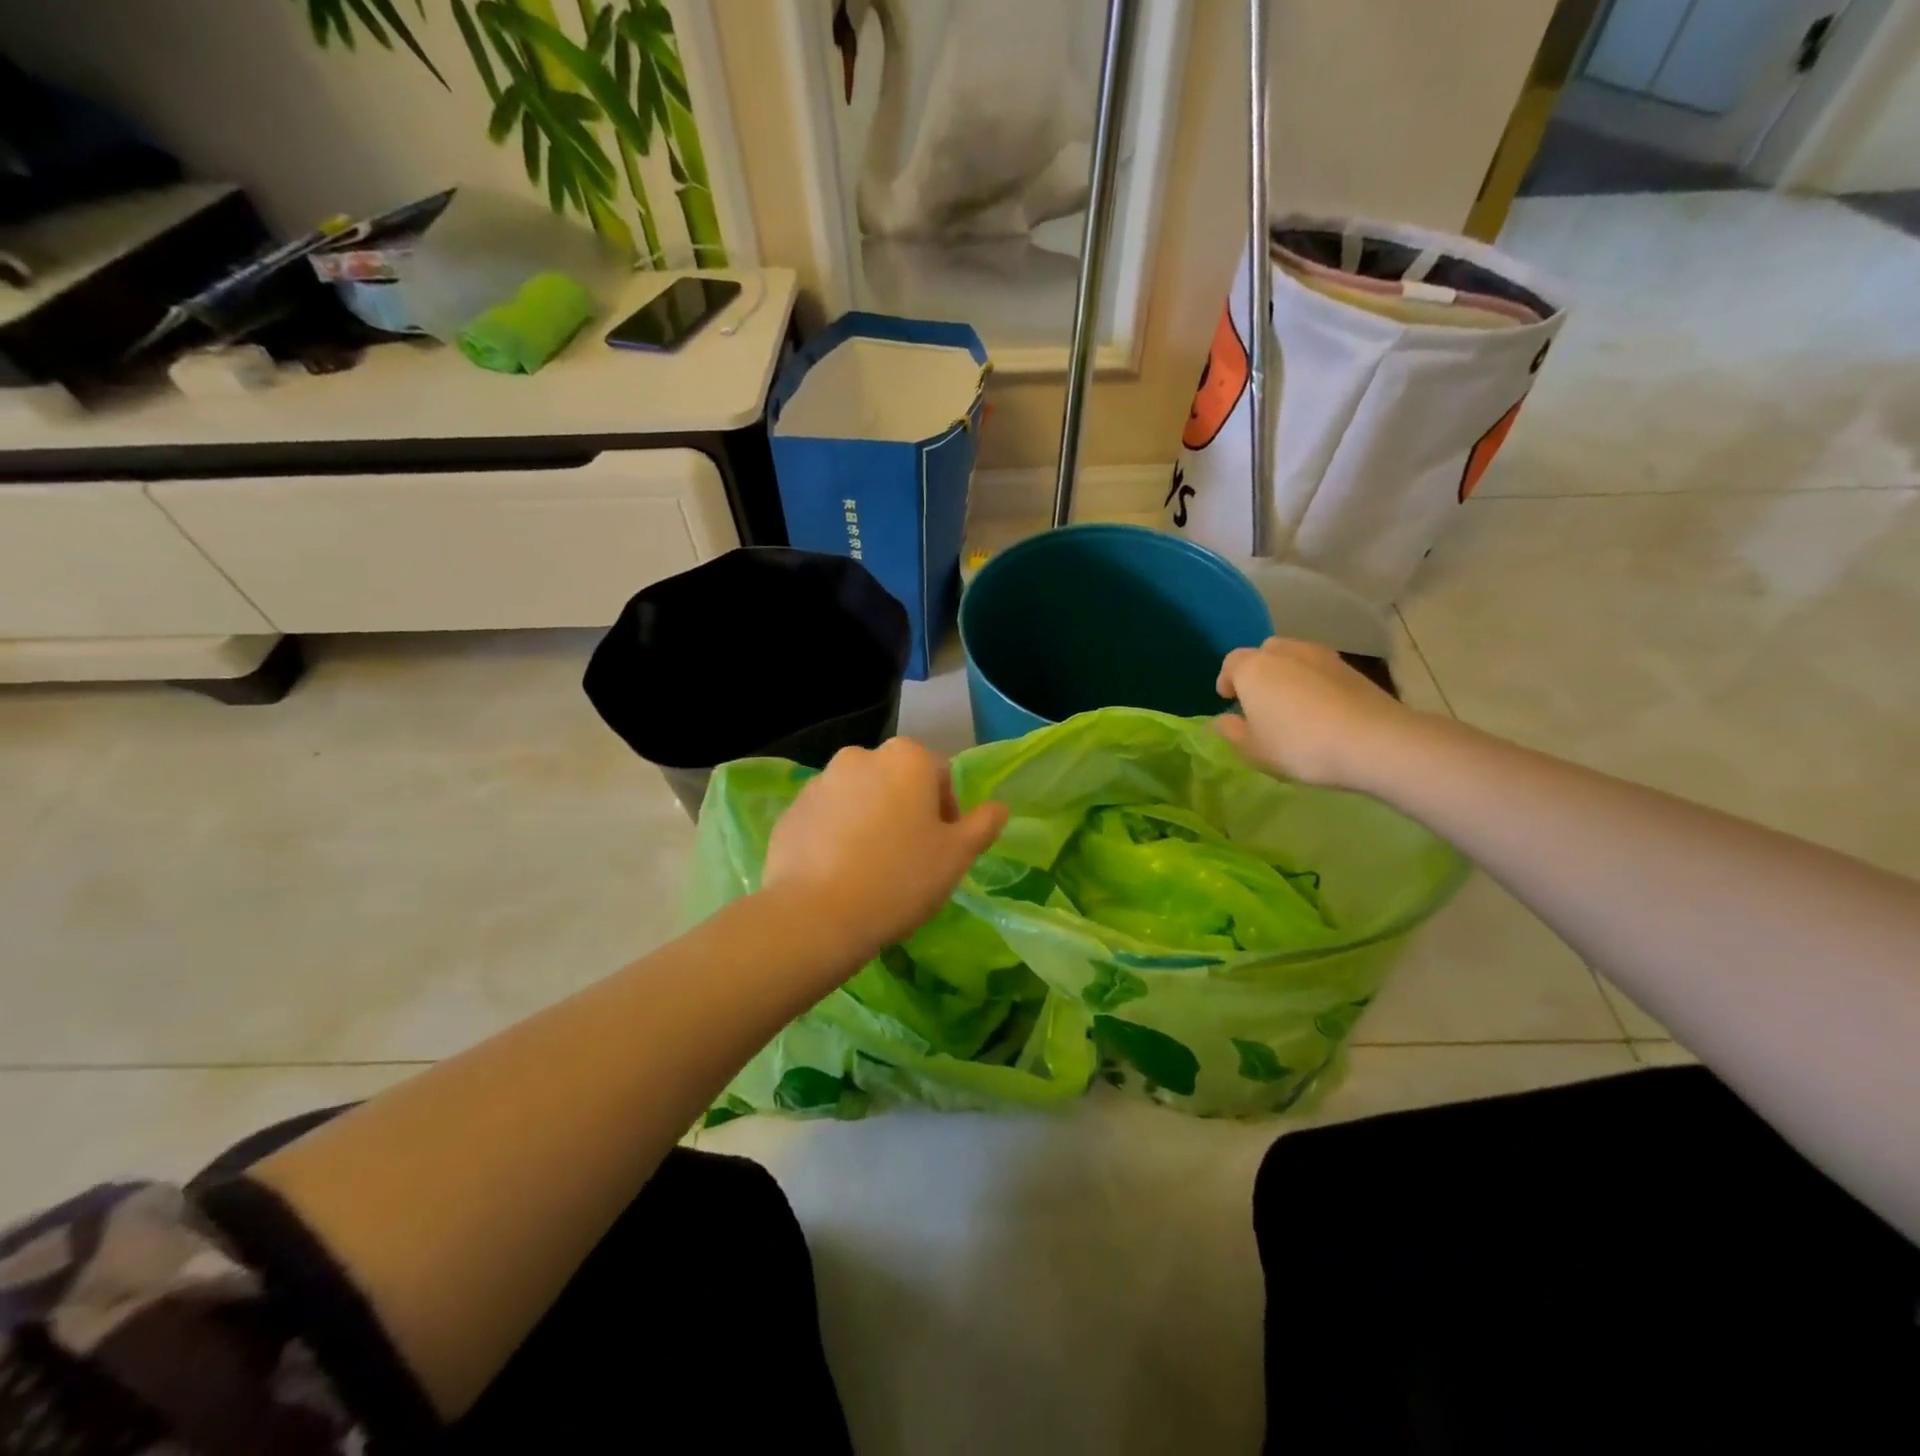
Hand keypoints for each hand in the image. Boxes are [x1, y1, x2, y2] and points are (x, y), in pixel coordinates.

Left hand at [762, 737, 1009, 957]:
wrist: (816, 915)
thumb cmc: (900, 879)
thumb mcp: (957, 856)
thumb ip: (982, 825)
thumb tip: (998, 807)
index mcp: (906, 758)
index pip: (940, 776)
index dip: (947, 814)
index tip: (942, 850)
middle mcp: (860, 757)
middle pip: (897, 782)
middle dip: (906, 812)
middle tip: (910, 859)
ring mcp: (820, 782)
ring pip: (860, 798)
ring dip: (871, 821)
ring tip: (871, 869)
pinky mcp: (791, 811)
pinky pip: (827, 818)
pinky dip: (837, 835)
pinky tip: (840, 873)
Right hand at [1214, 637, 1413, 788]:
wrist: (1373, 741)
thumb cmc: (1299, 745)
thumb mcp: (1254, 749)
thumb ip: (1232, 731)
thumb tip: (1222, 719)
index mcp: (1253, 668)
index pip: (1231, 663)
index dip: (1227, 680)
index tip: (1229, 699)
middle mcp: (1284, 652)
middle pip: (1264, 653)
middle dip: (1258, 672)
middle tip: (1260, 700)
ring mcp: (1321, 656)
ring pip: (1294, 657)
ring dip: (1287, 674)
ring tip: (1291, 704)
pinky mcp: (1350, 668)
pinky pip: (1320, 669)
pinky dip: (1313, 682)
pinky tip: (1320, 708)